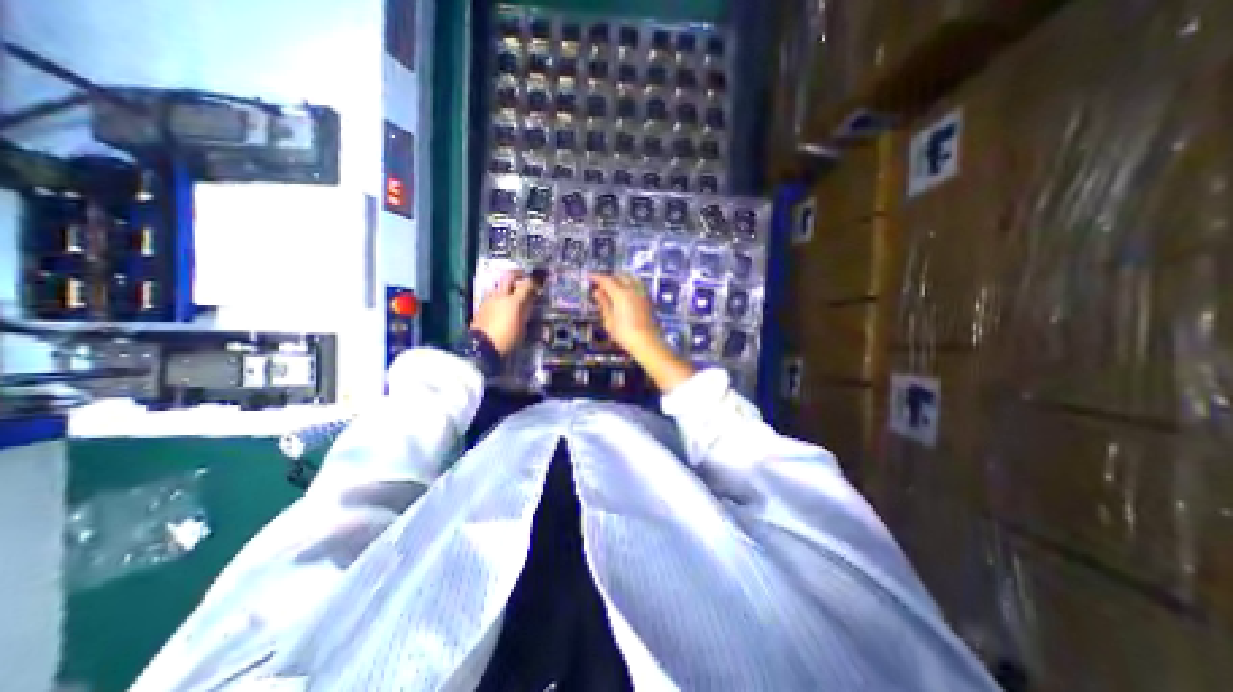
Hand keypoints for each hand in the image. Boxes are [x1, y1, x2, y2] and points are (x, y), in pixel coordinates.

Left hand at [471, 271, 537, 355]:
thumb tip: (528, 302)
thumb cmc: (507, 339)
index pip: (526, 284)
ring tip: (513, 292)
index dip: (534, 281)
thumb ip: (525, 311)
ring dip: (506, 285)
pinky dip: (499, 296)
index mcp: (513, 301)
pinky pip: (492, 295)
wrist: (482, 347)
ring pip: (499, 285)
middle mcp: (500, 296)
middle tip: (525, 277)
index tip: (539, 281)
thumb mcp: (522, 327)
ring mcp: (489, 300)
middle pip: (508, 276)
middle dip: (518, 274)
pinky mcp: (481, 307)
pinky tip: (503, 304)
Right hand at [589, 270, 658, 357]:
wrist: (646, 342)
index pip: (607, 280)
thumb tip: (597, 293)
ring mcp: (642, 294)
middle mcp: (633, 290)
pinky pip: (637, 285)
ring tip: (613, 287)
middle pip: (620, 276)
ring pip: (631, 278)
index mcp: (621, 294)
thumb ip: (604, 304)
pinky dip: (629, 285)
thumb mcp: (609, 320)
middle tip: (600, 284)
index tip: (590, 276)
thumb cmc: (625, 334)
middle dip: (610, 277)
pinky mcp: (648, 300)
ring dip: (621, 279)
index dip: (597, 277)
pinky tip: (625, 293)